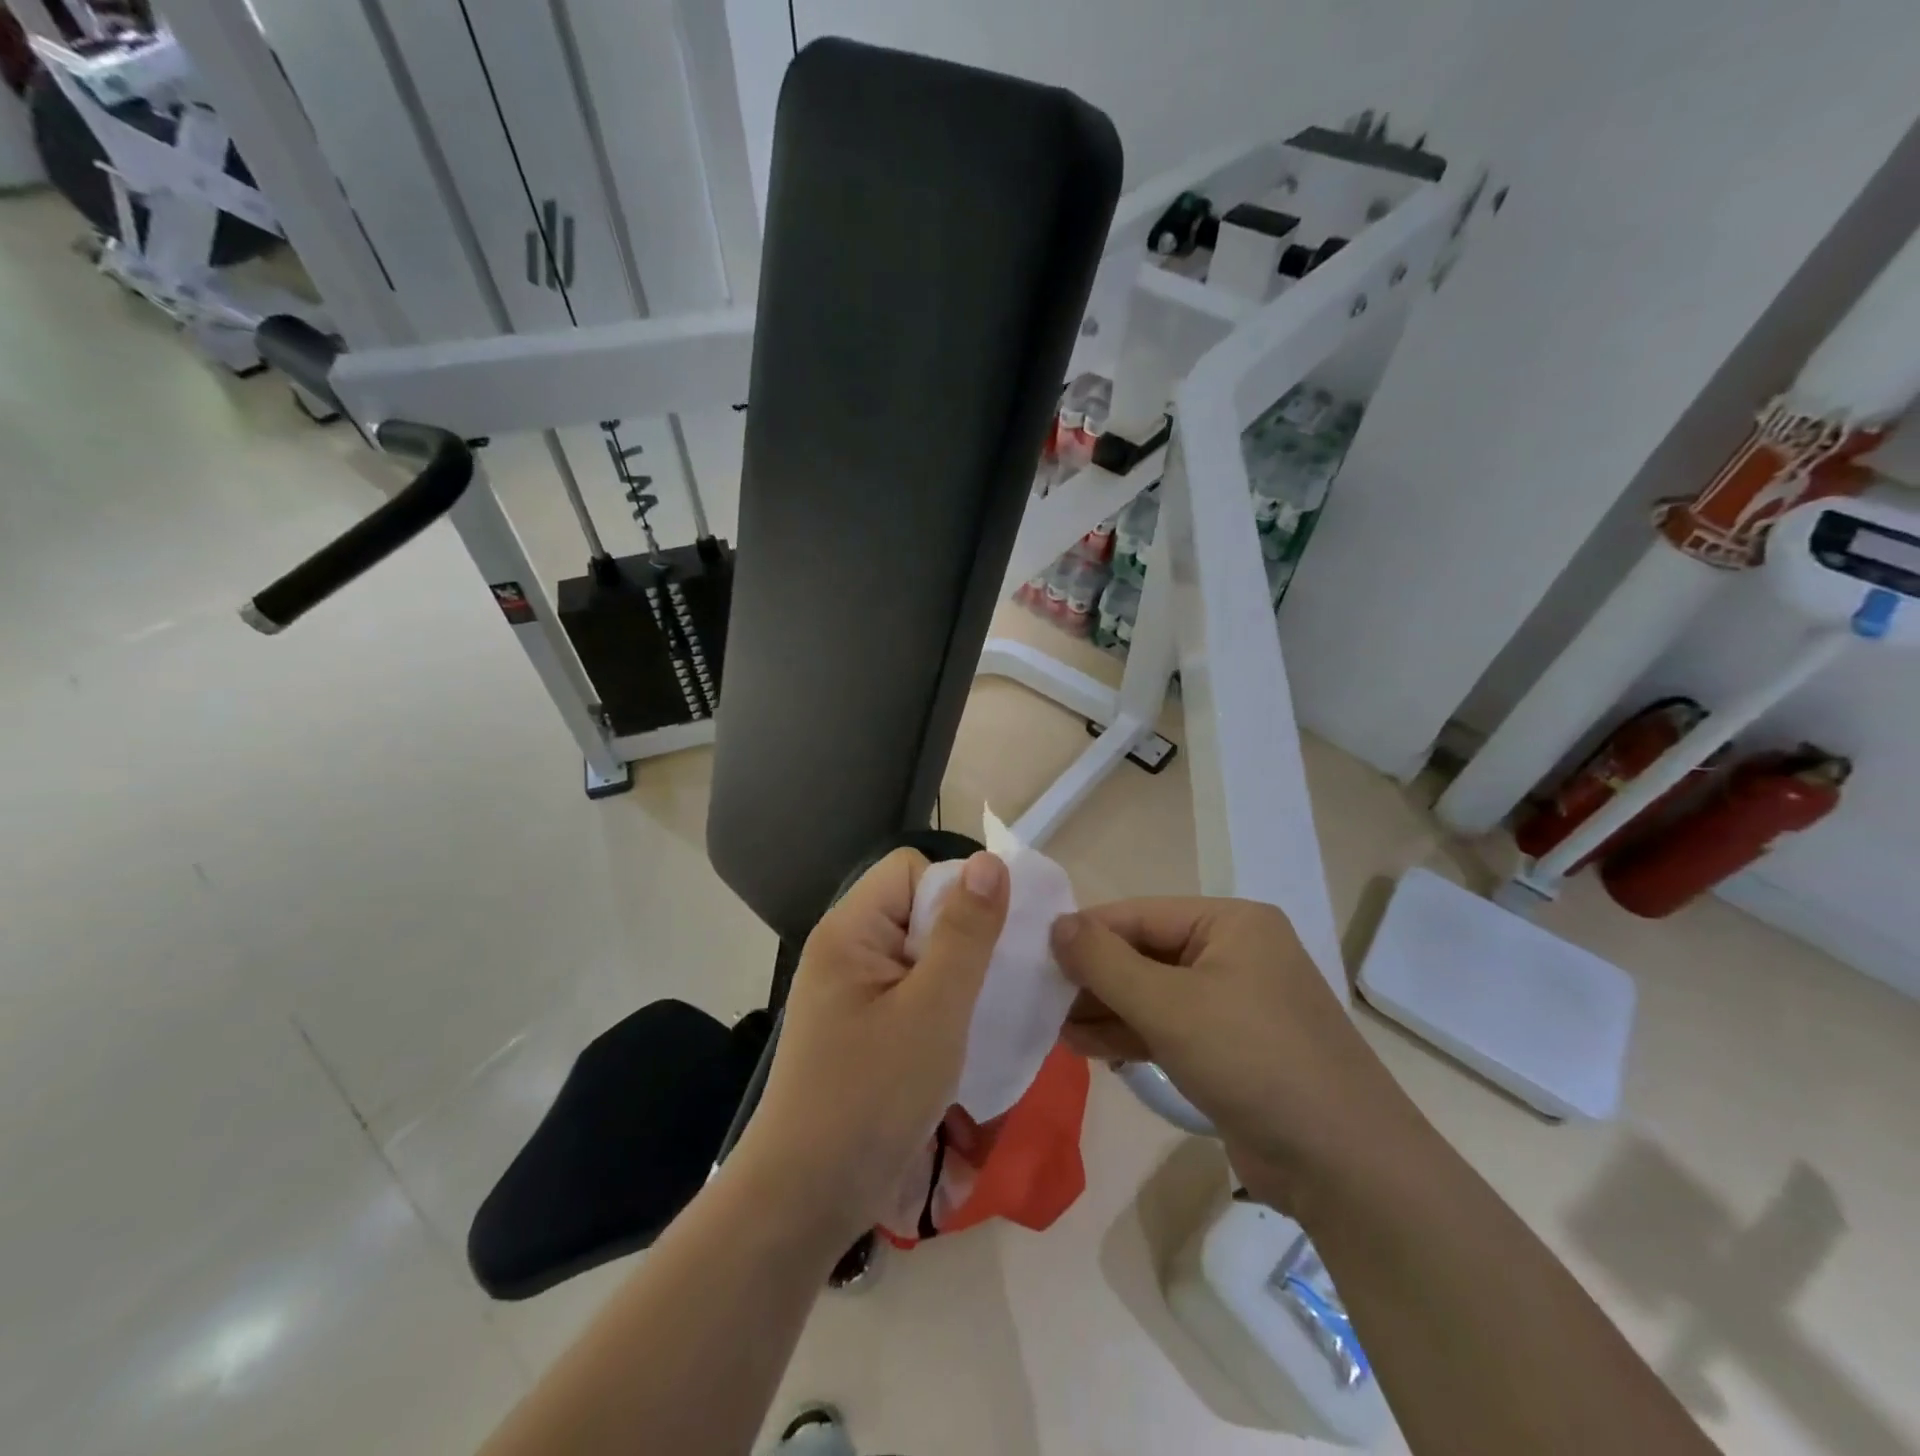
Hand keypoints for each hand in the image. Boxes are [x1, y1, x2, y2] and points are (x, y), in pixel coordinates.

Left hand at [733, 848, 1008, 1245]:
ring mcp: (848, 992)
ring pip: (918, 954)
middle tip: (991, 985)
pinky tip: (960, 1038)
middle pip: (915, 909)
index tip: (984, 944)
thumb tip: (991, 862)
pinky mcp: (858, 1028)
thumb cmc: (871, 1097)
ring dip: (955, 977)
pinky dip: (939, 1006)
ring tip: (981, 1013)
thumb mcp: (933, 1010)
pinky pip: (909, 991)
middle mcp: (844, 950)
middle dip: (962, 938)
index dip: (954, 894)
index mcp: (849, 930)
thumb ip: (965, 933)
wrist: (804, 1201)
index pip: (910, 871)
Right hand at [1050, 897, 1410, 1208]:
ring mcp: (1234, 1003)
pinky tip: (1086, 1047)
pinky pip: (1169, 1028)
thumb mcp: (1170, 1006)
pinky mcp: (1231, 1049)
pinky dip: (1130, 1035)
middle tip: (1039, 998)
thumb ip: (1105, 962)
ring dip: (1105, 1010)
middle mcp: (1234, 953)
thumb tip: (1056, 925)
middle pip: (1144, 953)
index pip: (1139, 915)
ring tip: (1053, 1027)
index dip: (1085, 933)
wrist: (1345, 1167)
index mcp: (1230, 923)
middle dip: (1093, 978)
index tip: (1032, 953)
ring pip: (1153, 994)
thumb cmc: (1254, 1060)